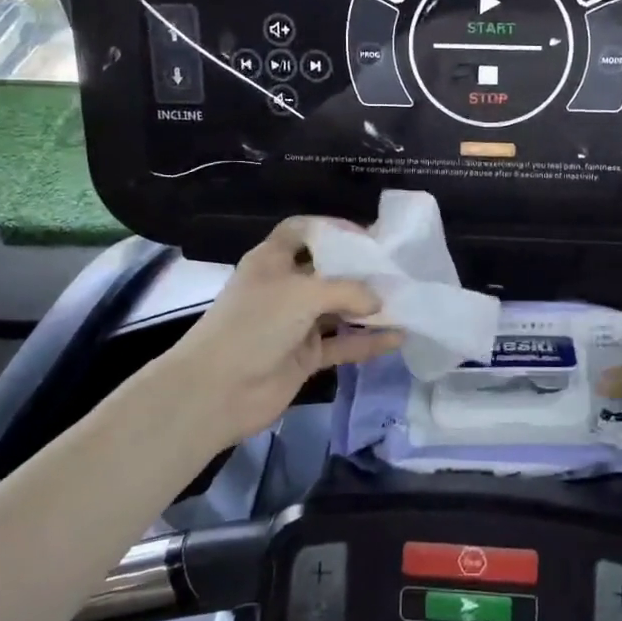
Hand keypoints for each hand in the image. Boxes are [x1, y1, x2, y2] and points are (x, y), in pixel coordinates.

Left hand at [167, 217, 401, 446]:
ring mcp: (295, 324)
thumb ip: (347, 291)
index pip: (303, 231)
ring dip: (368, 308)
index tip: (367, 237)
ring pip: (338, 309)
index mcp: (273, 260)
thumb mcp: (303, 294)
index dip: (332, 228)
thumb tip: (378, 302)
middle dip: (360, 270)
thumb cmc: (255, 325)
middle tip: (397, 270)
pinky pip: (342, 344)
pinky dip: (367, 342)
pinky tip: (397, 338)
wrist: (216, 392)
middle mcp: (284, 287)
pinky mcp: (305, 356)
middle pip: (327, 270)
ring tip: (405, 301)